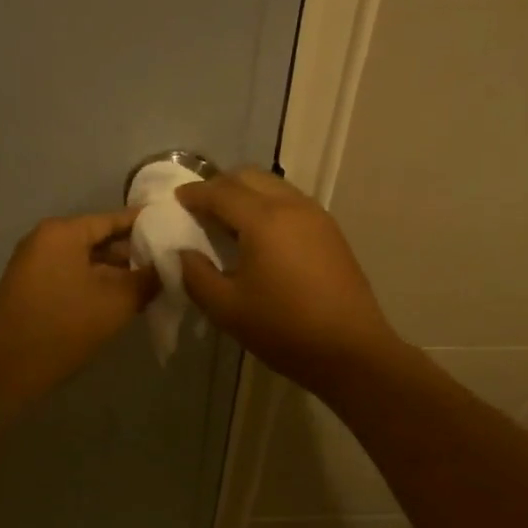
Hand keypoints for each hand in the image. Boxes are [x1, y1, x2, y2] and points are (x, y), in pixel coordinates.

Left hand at [0, 209, 158, 414]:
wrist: (5, 369)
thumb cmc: (63, 327)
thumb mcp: (116, 303)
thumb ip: (147, 279)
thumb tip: (168, 266)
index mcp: (63, 232)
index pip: (114, 219)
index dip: (147, 226)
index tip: (177, 231)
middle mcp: (45, 240)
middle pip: (99, 238)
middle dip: (133, 253)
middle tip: (170, 264)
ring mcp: (35, 264)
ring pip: (87, 260)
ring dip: (117, 272)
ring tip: (153, 284)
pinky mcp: (32, 287)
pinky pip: (73, 275)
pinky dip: (97, 284)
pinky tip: (123, 299)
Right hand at [174, 168, 401, 392]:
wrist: (350, 350)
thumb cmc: (283, 329)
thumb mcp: (227, 309)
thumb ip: (197, 276)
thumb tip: (184, 254)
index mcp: (263, 219)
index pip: (220, 192)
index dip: (194, 193)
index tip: (176, 199)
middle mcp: (291, 205)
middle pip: (249, 177)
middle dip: (220, 185)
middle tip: (200, 207)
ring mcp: (316, 216)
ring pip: (273, 186)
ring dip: (246, 193)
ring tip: (228, 220)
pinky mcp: (330, 232)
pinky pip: (291, 202)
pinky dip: (268, 205)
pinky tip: (260, 235)